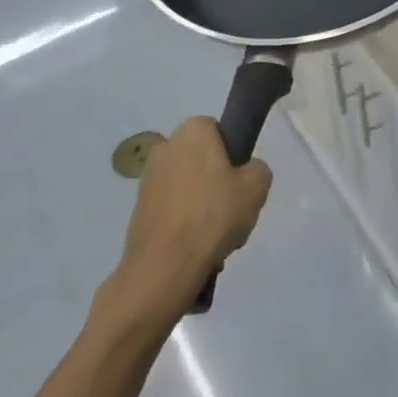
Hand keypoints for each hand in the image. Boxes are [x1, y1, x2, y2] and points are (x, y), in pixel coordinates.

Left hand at [102, 118, 271, 321]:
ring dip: (203, 205)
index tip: (241, 178)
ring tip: (218, 236)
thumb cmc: (213, 215)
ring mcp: (147, 180)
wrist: (164, 267)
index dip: (233, 152)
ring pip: (189, 187)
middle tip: (234, 209)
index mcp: (192, 132)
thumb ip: (258, 168)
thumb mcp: (257, 186)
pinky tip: (199, 247)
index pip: (218, 129)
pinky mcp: (138, 210)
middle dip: (218, 181)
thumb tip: (246, 173)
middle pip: (203, 160)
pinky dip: (186, 223)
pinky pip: (174, 210)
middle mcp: (165, 147)